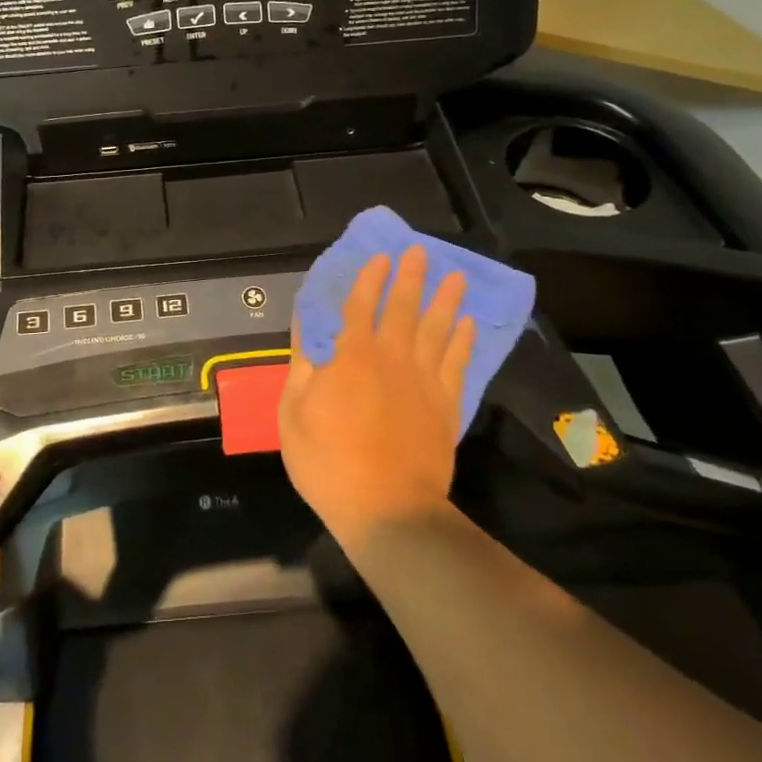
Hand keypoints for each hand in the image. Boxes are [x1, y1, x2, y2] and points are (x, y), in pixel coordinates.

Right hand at [279, 246, 474, 550]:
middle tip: (421, 251)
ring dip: (445, 300)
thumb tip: (305, 328)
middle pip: (403, 309)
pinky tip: (467, 324)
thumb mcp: (294, 414)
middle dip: (410, 278)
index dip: (369, 280)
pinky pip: (457, 363)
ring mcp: (424, 382)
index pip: (359, 307)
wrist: (388, 510)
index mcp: (351, 358)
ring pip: (437, 330)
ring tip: (455, 276)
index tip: (379, 256)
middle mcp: (392, 359)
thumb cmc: (328, 462)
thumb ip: (302, 367)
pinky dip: (463, 341)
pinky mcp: (446, 406)